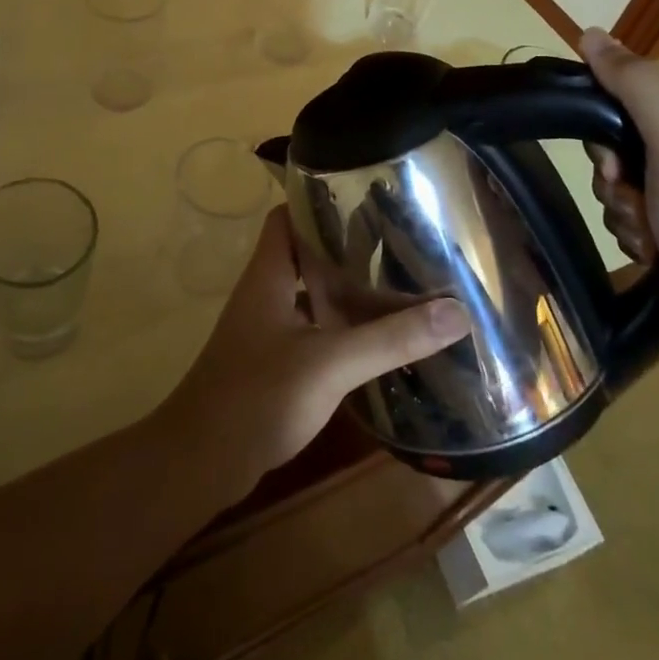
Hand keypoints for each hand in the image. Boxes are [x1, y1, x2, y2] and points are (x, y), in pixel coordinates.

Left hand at [157, 207, 471, 503]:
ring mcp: (265, 329)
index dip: (319, 200)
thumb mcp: (331, 363)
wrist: (201, 461)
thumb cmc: (258, 395)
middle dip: (346, 247)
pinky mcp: (272, 362)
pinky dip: (339, 326)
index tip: (366, 198)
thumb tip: (457, 312)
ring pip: (309, 293)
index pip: (288, 216)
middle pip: (305, 254)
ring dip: (344, 289)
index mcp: (268, 274)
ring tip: (397, 284)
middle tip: (398, 242)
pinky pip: (310, 329)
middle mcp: (265, 293)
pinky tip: (373, 339)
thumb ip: (391, 339)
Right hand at [578, 28, 658, 369]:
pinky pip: (638, 214)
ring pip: (628, 181)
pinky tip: (654, 255)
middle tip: (635, 202)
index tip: (616, 165)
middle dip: (620, 178)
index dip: (614, 129)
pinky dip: (635, 233)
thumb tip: (590, 33)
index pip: (640, 95)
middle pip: (629, 140)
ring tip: (651, 238)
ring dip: (625, 209)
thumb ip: (635, 83)